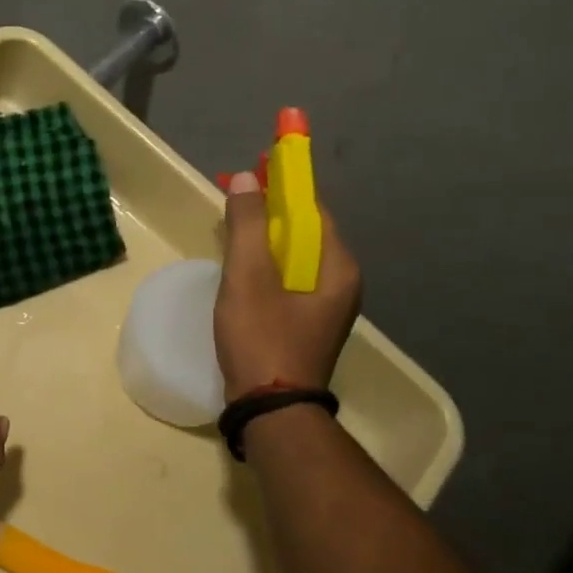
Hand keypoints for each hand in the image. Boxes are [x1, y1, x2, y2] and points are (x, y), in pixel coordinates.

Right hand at [215, 171, 361, 399]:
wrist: (270, 411)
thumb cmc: (262, 338)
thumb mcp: (249, 277)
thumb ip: (247, 224)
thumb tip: (248, 179)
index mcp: (337, 267)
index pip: (313, 208)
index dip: (285, 182)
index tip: (258, 161)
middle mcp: (339, 283)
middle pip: (304, 230)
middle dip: (271, 206)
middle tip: (237, 188)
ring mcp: (324, 307)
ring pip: (293, 255)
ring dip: (265, 233)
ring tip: (233, 218)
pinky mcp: (305, 323)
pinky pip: (286, 277)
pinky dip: (265, 261)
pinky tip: (241, 260)